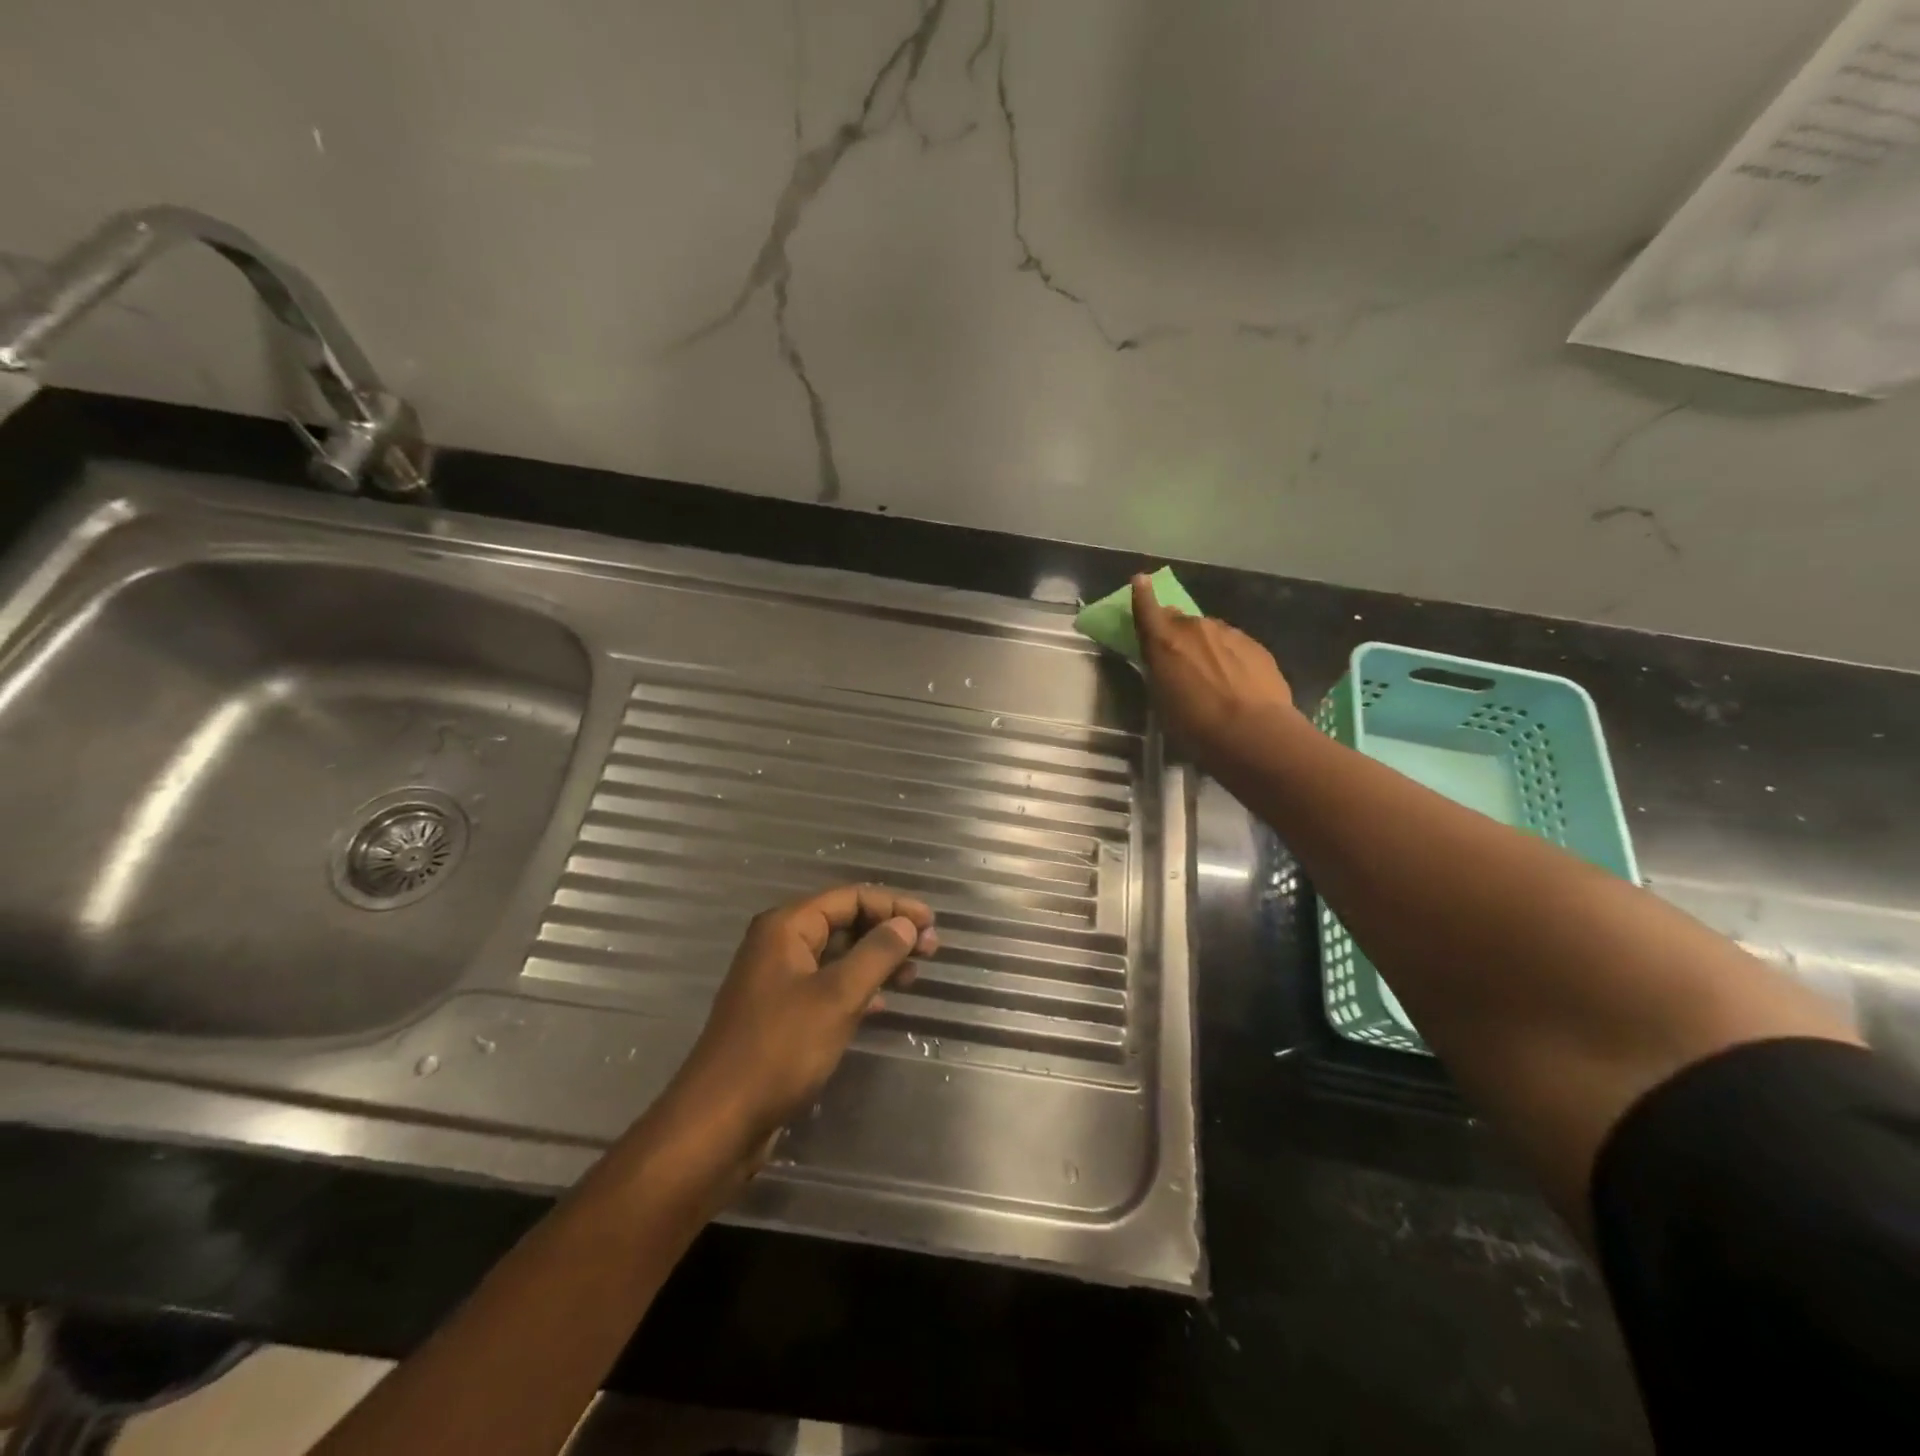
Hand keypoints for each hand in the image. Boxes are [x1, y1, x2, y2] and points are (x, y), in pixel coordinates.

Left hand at [662, 885, 936, 1165]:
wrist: (721, 1121)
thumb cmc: (780, 1048)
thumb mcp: (837, 996)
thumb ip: (877, 953)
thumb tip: (907, 923)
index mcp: (786, 927)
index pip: (850, 898)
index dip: (894, 906)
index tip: (932, 923)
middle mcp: (780, 945)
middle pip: (844, 923)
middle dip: (888, 933)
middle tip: (931, 949)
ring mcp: (779, 981)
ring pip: (838, 957)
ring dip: (877, 962)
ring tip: (914, 976)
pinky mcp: (782, 1015)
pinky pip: (828, 987)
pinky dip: (858, 989)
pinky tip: (883, 1005)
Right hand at [1131, 573, 1299, 770]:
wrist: (1252, 731)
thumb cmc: (1193, 725)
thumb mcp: (1162, 700)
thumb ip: (1161, 670)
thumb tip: (1164, 659)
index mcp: (1164, 641)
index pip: (1146, 608)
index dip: (1142, 594)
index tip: (1140, 580)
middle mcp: (1195, 628)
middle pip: (1180, 621)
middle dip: (1176, 631)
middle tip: (1178, 655)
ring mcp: (1228, 633)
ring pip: (1210, 632)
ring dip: (1206, 645)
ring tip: (1211, 674)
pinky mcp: (1255, 646)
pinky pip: (1234, 644)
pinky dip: (1230, 656)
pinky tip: (1235, 680)